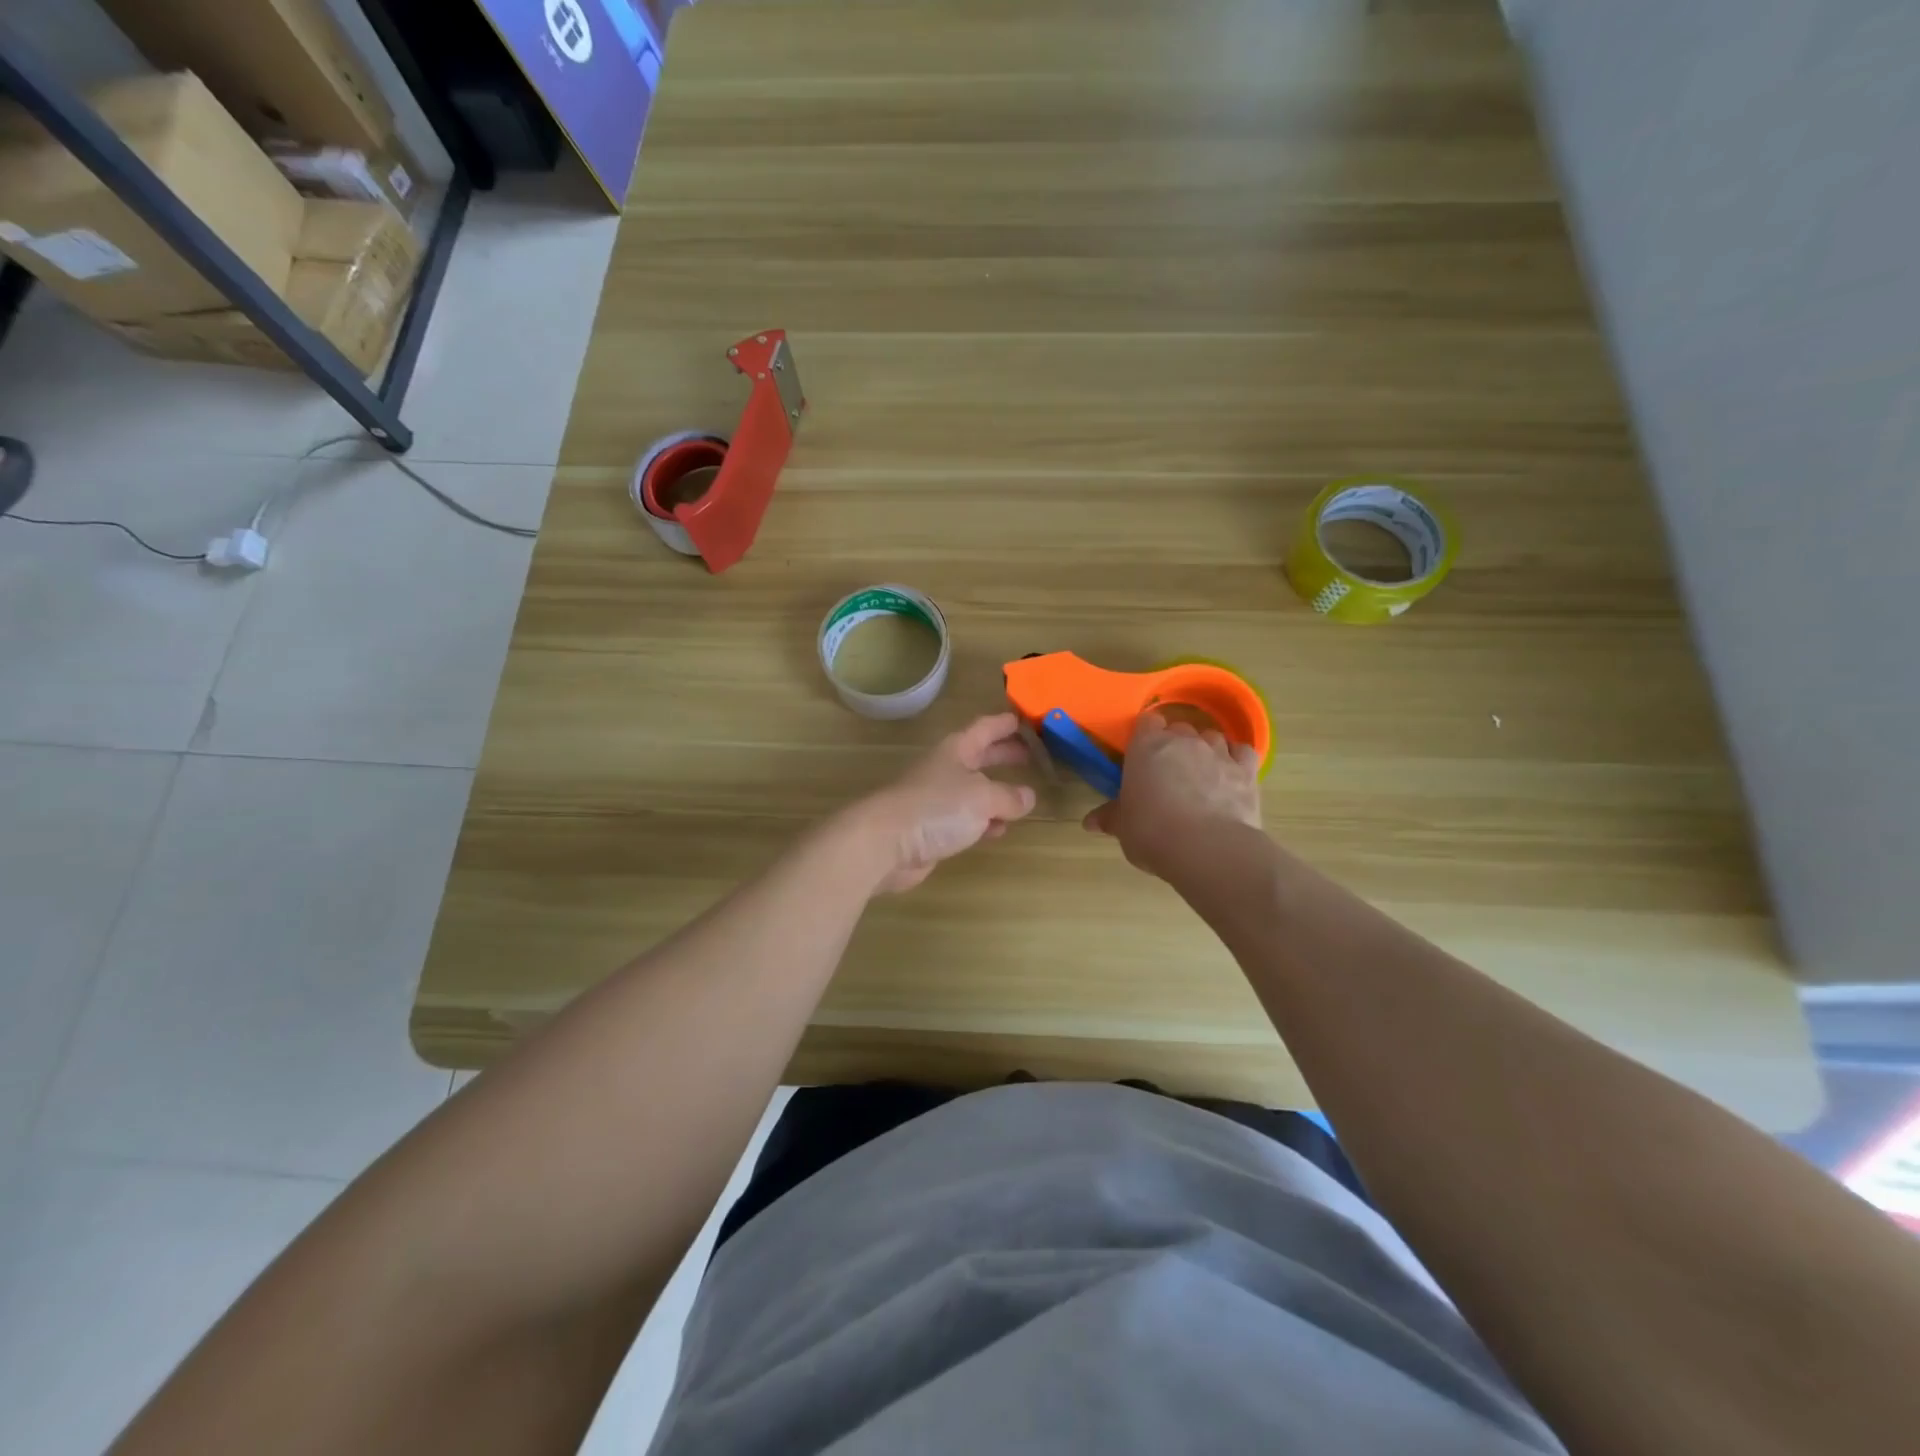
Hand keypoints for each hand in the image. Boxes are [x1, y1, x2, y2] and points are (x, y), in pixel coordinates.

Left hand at [854, 713, 1037, 892]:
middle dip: (1004, 756)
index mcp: (956, 750)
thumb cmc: (937, 807)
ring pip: (974, 791)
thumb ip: (1008, 796)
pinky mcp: (932, 829)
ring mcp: (936, 800)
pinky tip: (998, 830)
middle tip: (1031, 755)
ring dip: (996, 792)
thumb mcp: (983, 797)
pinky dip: (983, 822)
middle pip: (979, 757)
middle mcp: (945, 770)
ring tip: (1023, 796)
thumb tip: (1028, 796)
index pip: (984, 729)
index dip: (1004, 724)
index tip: (1025, 720)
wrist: (886, 843)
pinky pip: (965, 820)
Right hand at [1083, 712, 1261, 879]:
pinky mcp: (1246, 769)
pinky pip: (1242, 751)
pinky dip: (1236, 758)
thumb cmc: (1152, 832)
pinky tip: (1231, 773)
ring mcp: (1217, 752)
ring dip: (1206, 749)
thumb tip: (1090, 822)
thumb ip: (1111, 818)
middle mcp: (1183, 740)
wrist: (1208, 848)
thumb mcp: (1124, 828)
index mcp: (1146, 746)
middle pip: (1180, 727)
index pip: (1147, 722)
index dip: (1146, 735)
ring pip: (1211, 736)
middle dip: (1175, 744)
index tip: (1143, 755)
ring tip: (1202, 773)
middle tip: (1169, 771)